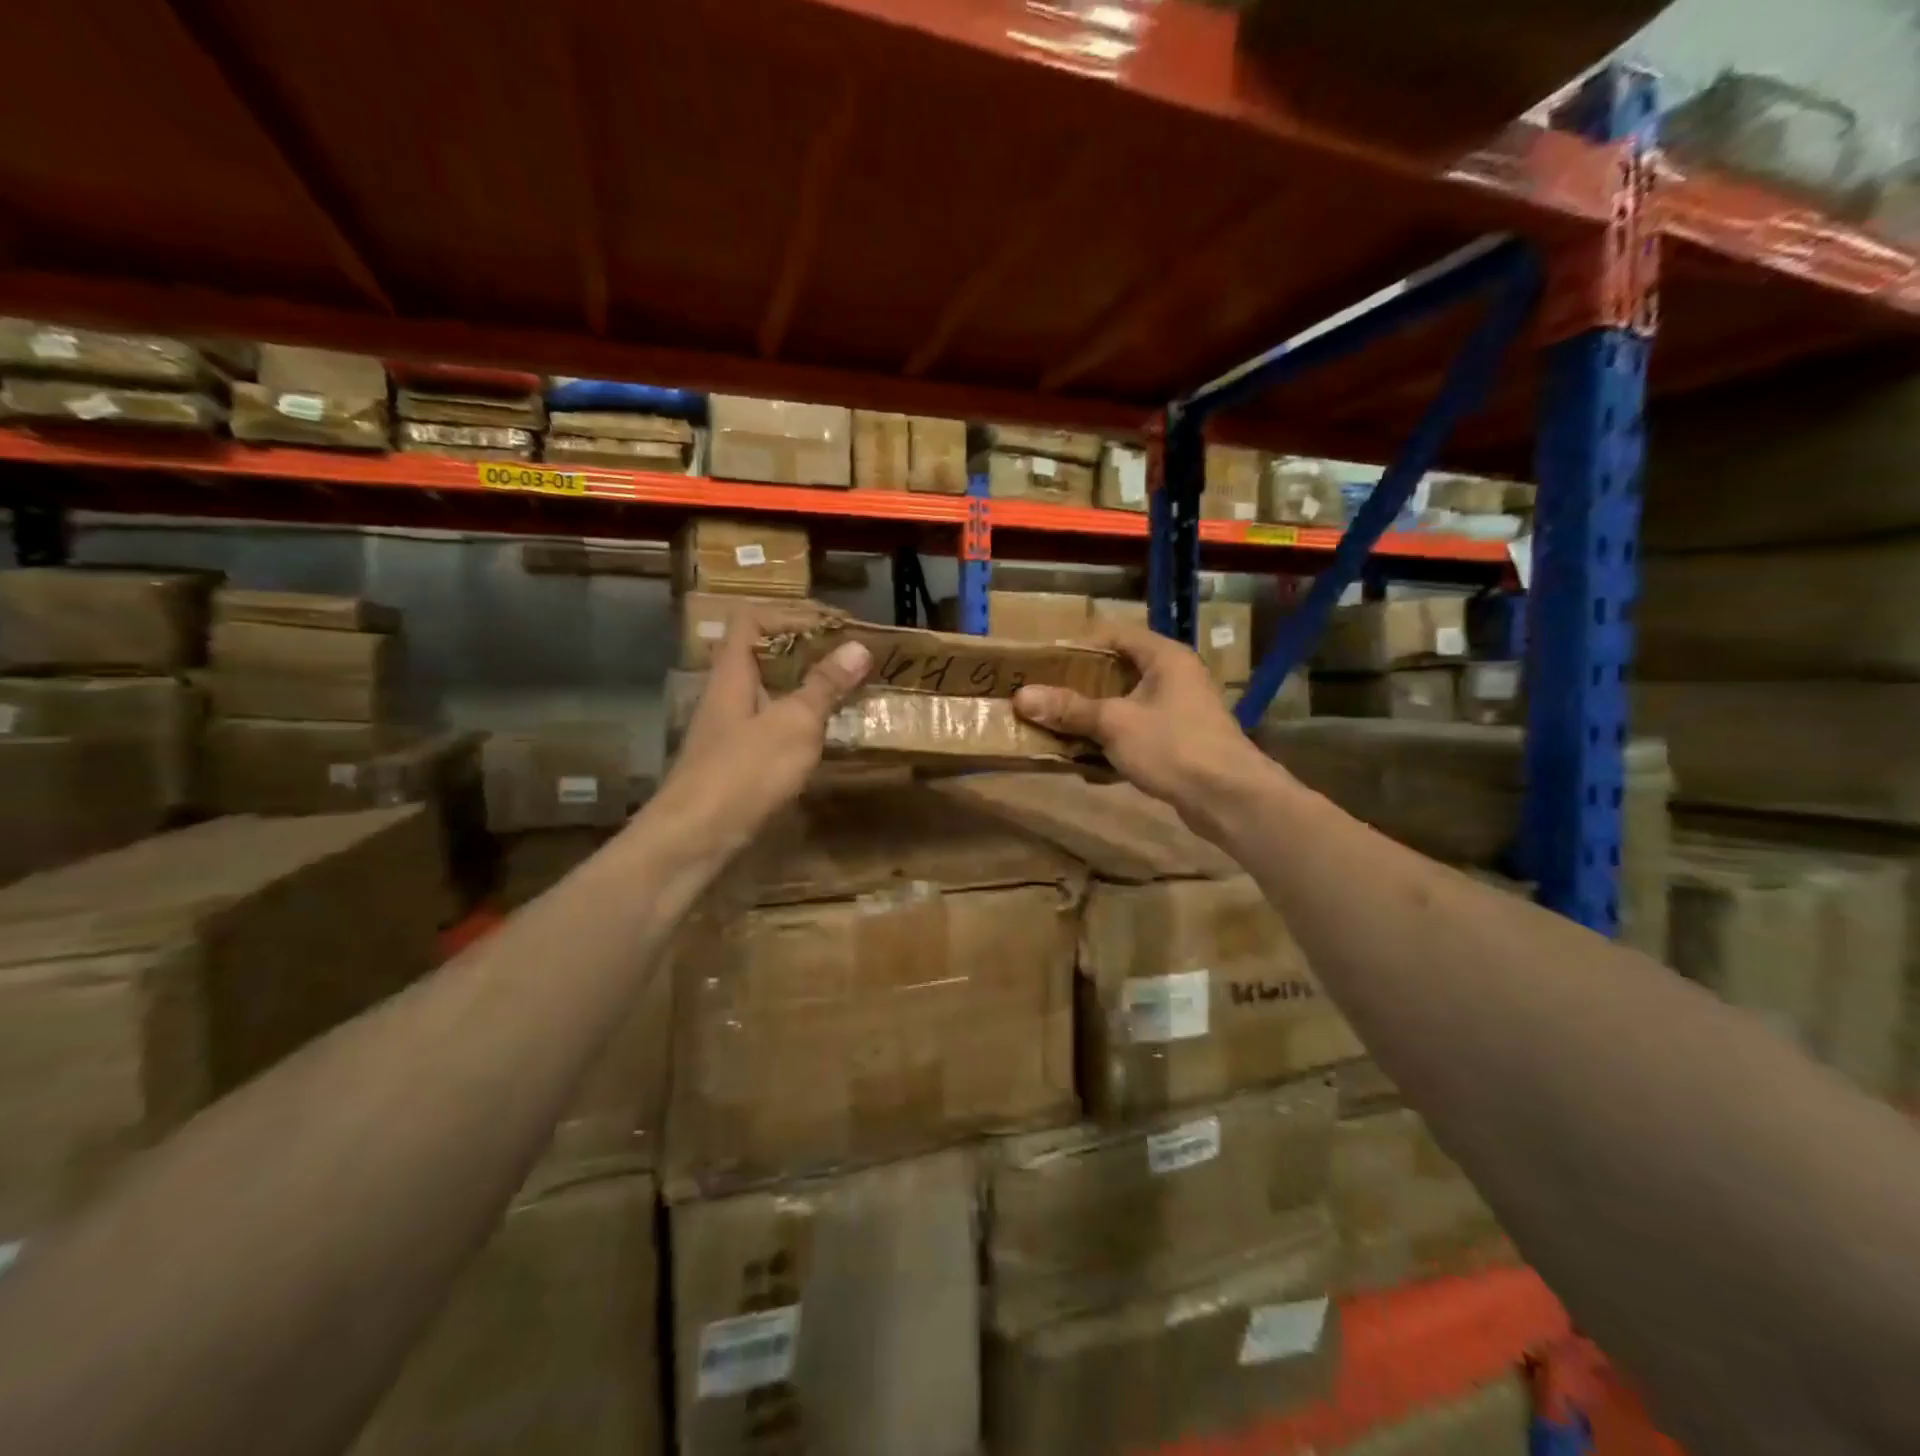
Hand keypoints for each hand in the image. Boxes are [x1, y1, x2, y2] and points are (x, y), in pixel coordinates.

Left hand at [648, 606, 870, 860]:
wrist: (694, 838)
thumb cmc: (744, 772)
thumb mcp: (794, 724)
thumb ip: (824, 686)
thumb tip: (858, 647)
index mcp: (732, 674)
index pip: (751, 621)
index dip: (789, 615)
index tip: (832, 627)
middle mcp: (725, 696)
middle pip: (760, 657)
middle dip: (804, 653)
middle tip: (846, 661)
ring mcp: (727, 732)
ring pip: (766, 694)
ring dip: (802, 690)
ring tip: (843, 695)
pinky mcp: (733, 763)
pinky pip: (769, 728)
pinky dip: (796, 724)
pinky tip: (820, 740)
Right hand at [1012, 621, 1271, 832]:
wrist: (1230, 798)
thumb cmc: (1173, 746)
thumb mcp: (1114, 724)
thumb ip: (1069, 709)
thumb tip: (1021, 696)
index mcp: (1164, 657)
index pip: (1114, 634)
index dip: (1078, 644)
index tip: (1043, 661)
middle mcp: (1174, 677)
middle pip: (1117, 671)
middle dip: (1079, 686)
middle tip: (1043, 695)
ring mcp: (1179, 711)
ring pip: (1125, 705)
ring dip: (1092, 718)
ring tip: (1055, 727)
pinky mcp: (1179, 743)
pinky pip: (1136, 733)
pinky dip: (1111, 743)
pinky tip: (1085, 762)